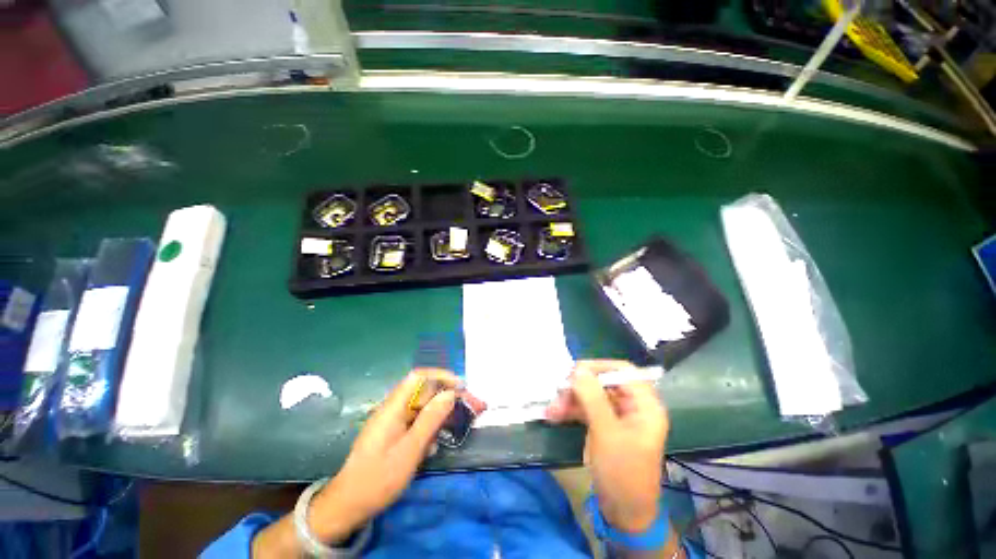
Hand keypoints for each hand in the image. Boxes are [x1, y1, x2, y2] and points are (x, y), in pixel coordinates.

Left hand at [307, 369, 480, 542]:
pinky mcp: (394, 433)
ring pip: (423, 407)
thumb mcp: (409, 450)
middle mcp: (393, 408)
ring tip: (460, 422)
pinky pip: (416, 422)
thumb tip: (450, 393)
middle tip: (471, 406)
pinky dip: (430, 427)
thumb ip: (430, 419)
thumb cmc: (378, 479)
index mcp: (393, 407)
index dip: (441, 376)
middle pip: (425, 391)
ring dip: (441, 412)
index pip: (419, 377)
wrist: (348, 506)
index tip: (461, 386)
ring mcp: (393, 420)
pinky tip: (435, 444)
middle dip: (448, 396)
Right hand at [545, 360, 669, 532]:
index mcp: (645, 405)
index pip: (623, 371)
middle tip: (558, 392)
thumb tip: (578, 369)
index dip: (599, 366)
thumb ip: (592, 398)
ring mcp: (616, 416)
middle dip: (578, 387)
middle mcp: (632, 406)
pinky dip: (570, 410)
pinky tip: (554, 416)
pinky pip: (586, 409)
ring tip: (551, 410)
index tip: (574, 371)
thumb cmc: (622, 473)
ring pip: (591, 395)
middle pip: (603, 382)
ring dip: (570, 399)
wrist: (622, 513)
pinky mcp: (604, 425)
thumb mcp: (606, 433)